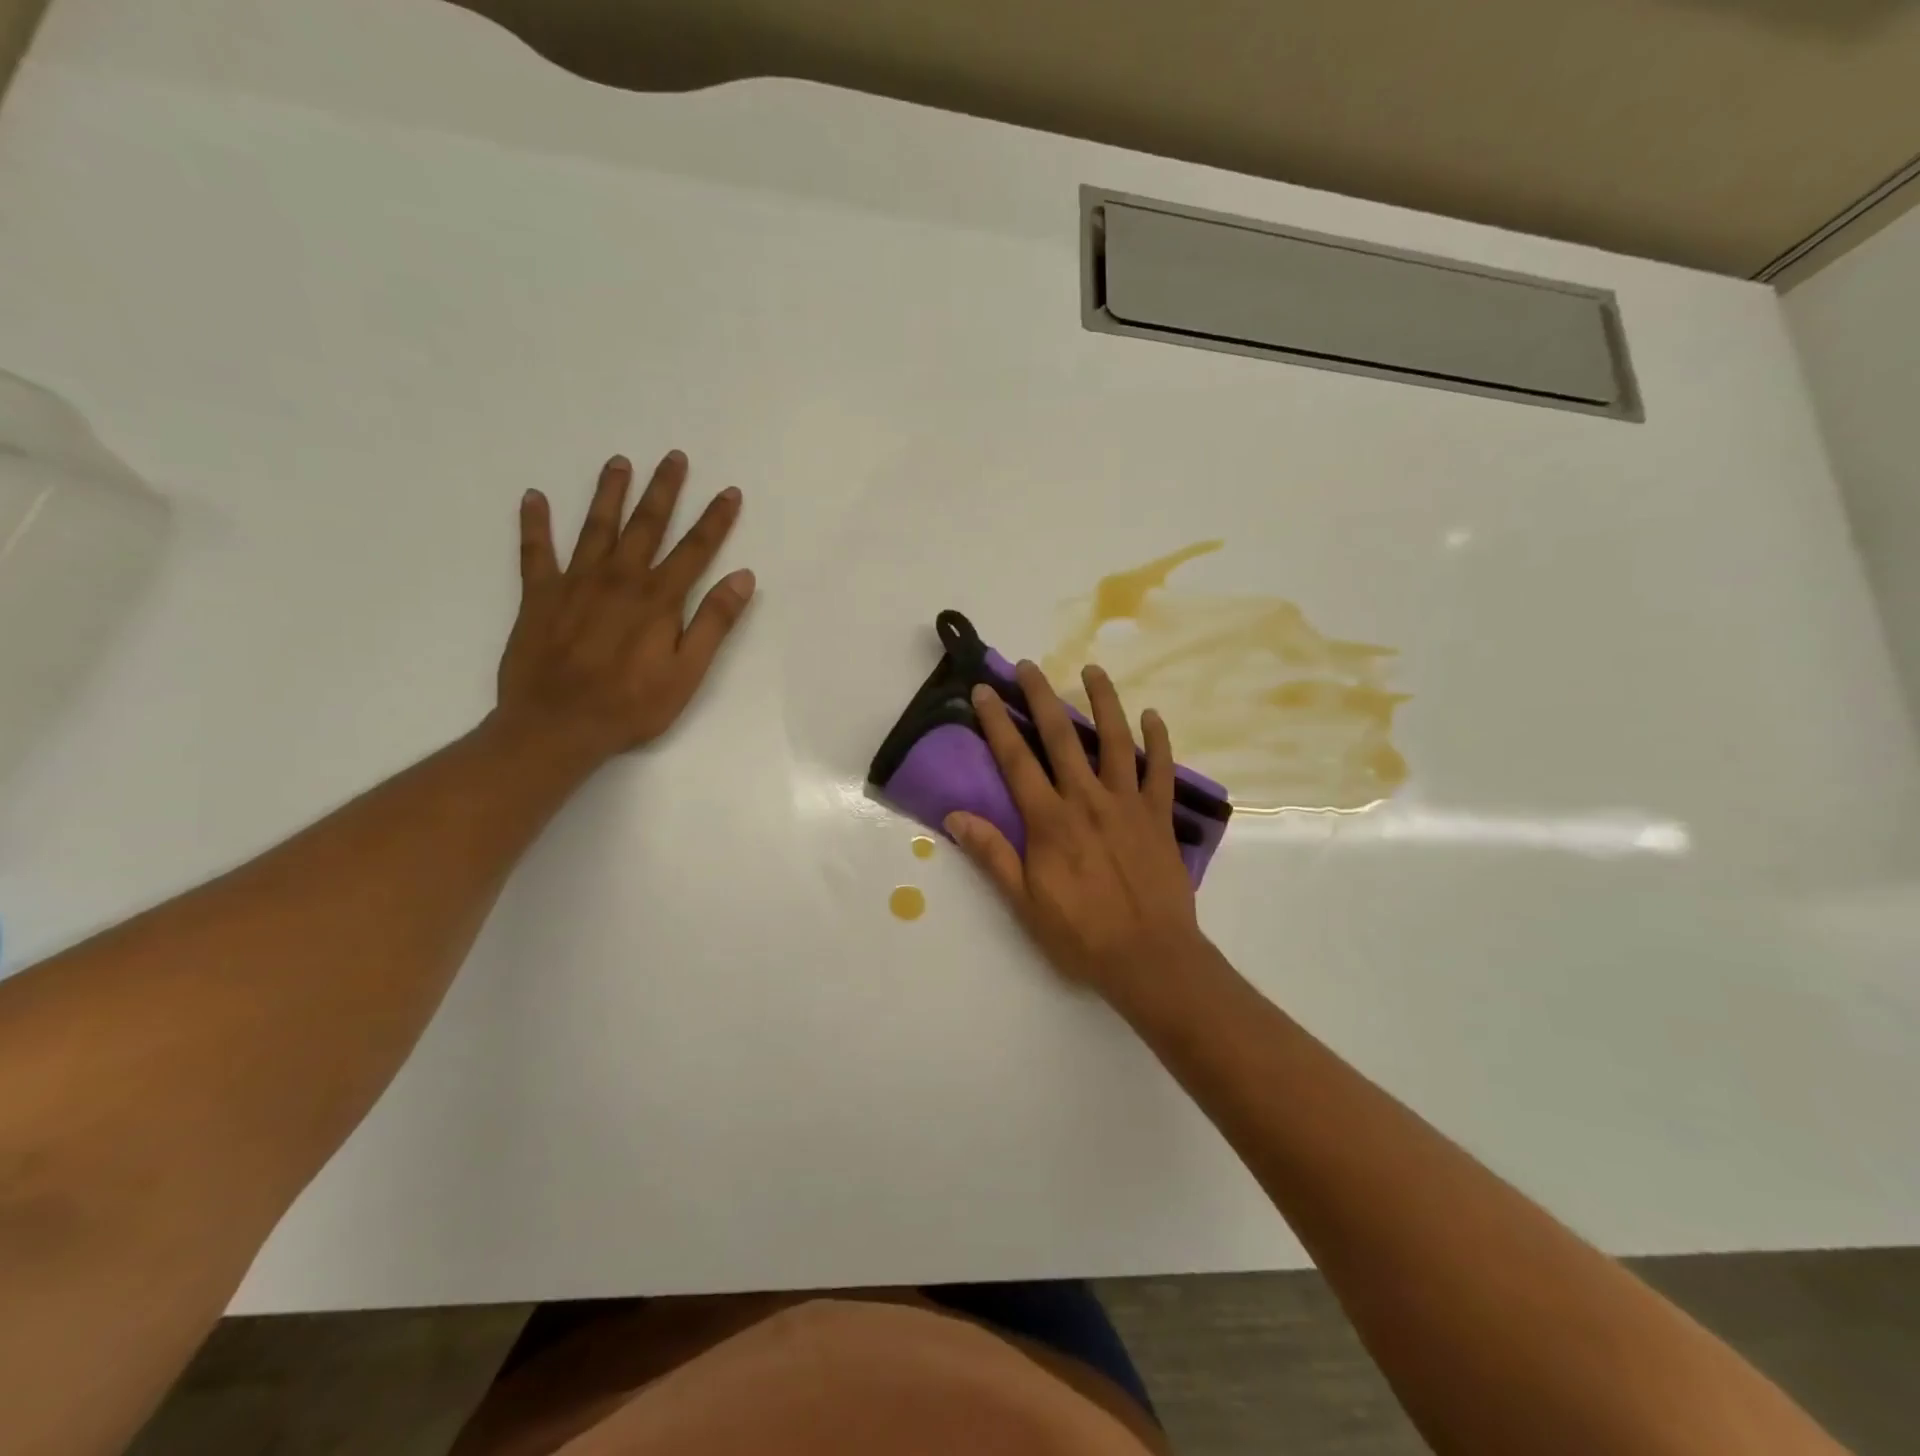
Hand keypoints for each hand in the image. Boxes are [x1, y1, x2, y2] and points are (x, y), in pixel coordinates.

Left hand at [495, 450, 754, 763]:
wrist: (556, 726)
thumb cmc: (631, 706)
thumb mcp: (687, 672)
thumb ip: (714, 623)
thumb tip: (742, 577)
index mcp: (658, 599)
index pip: (695, 550)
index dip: (715, 520)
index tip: (729, 492)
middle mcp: (619, 579)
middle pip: (646, 525)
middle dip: (664, 490)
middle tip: (674, 457)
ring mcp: (575, 583)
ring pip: (596, 526)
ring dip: (609, 493)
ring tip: (620, 462)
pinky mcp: (539, 596)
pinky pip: (535, 551)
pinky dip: (534, 523)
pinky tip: (534, 498)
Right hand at [947, 660, 1206, 1006]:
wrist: (1150, 958)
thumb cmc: (1081, 934)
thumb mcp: (1024, 902)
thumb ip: (993, 854)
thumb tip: (955, 816)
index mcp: (1050, 821)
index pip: (1016, 760)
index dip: (998, 722)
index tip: (985, 691)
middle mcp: (1087, 800)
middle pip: (1062, 738)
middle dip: (1042, 697)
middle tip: (1029, 666)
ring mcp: (1128, 804)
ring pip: (1116, 741)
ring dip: (1103, 702)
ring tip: (1092, 670)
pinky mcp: (1160, 817)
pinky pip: (1161, 771)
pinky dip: (1158, 741)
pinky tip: (1152, 716)